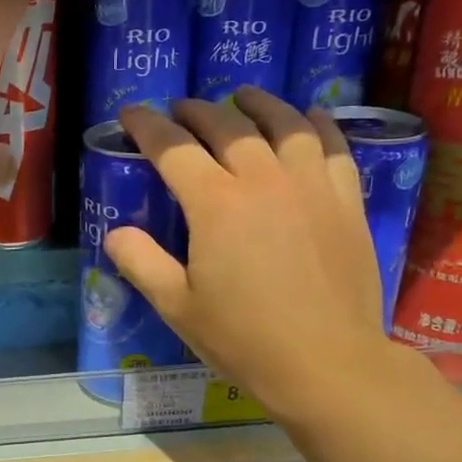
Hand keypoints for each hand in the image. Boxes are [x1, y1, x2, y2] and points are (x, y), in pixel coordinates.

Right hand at [105, 88, 395, 425]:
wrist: (327, 364)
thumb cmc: (244, 338)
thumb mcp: (177, 306)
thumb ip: (141, 262)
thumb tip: (115, 233)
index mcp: (216, 204)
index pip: (173, 148)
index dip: (147, 126)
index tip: (132, 113)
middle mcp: (263, 180)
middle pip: (226, 126)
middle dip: (196, 111)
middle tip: (180, 109)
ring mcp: (310, 186)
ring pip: (284, 124)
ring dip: (257, 104)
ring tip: (243, 97)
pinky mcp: (346, 200)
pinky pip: (333, 146)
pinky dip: (317, 125)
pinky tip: (309, 119)